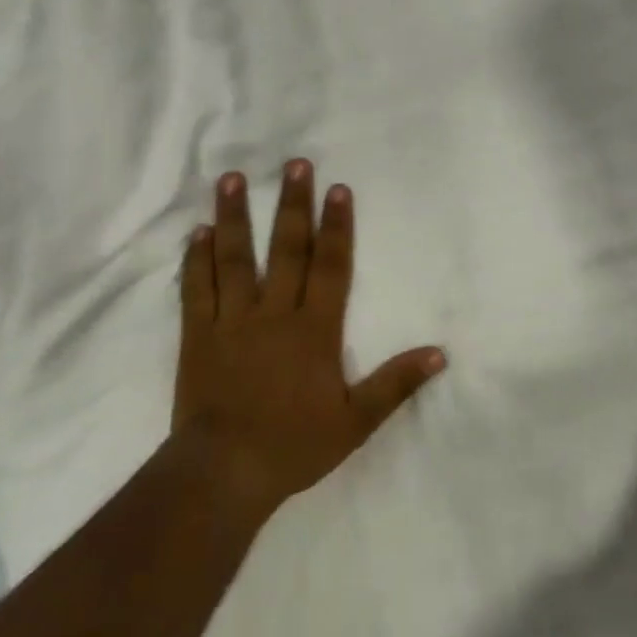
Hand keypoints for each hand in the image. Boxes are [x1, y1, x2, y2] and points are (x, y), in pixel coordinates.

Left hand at [172, 162, 445, 518]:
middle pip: (286, 249)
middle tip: (294, 163)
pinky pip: (197, 289)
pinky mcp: (198, 334)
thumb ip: (396, 383)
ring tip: (231, 178)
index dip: (336, 226)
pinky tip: (197, 231)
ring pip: (235, 258)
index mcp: (314, 329)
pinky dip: (196, 259)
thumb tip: (440, 353)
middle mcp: (274, 313)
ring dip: (235, 216)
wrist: (224, 473)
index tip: (338, 189)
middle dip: (292, 204)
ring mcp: (232, 320)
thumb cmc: (294, 446)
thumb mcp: (356, 422)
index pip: (330, 266)